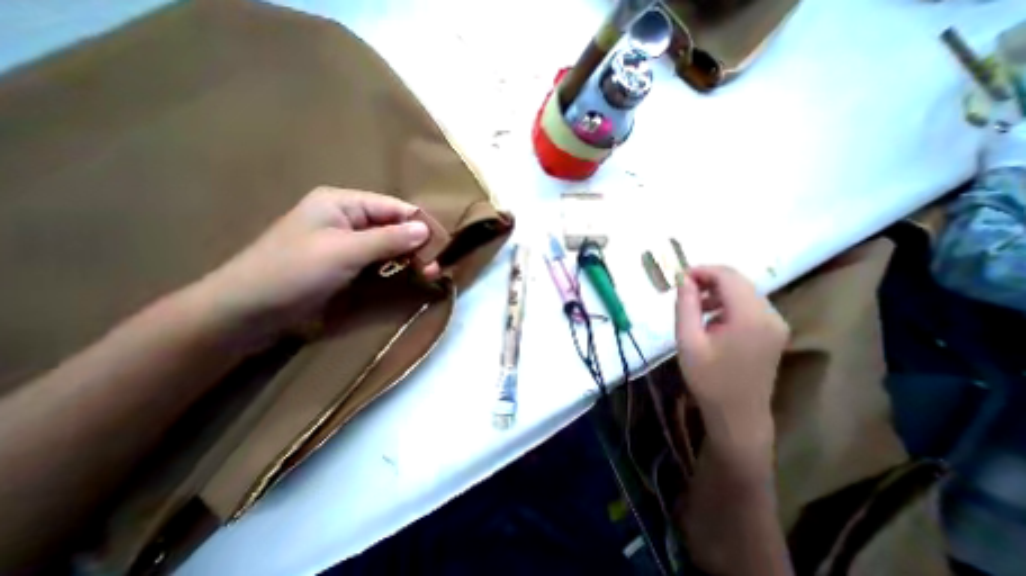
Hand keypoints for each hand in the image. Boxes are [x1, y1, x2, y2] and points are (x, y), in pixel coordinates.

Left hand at [189, 186, 433, 344]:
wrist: (248, 311)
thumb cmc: (294, 272)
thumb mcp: (345, 251)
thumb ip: (388, 239)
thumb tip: (425, 230)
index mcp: (343, 203)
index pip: (394, 208)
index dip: (419, 225)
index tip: (442, 246)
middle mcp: (347, 217)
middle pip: (393, 225)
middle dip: (416, 244)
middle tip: (434, 268)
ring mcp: (346, 242)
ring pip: (388, 244)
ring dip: (408, 257)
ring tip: (427, 274)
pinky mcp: (346, 263)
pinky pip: (378, 259)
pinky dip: (395, 266)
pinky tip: (408, 276)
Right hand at [679, 269, 786, 455]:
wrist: (738, 414)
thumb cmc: (708, 378)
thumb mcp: (688, 340)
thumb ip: (685, 305)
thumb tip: (683, 279)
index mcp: (750, 317)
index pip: (728, 276)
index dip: (702, 271)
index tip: (678, 278)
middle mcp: (770, 315)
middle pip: (738, 281)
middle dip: (708, 280)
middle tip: (683, 291)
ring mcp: (776, 323)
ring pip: (744, 291)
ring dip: (717, 291)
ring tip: (694, 307)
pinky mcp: (774, 332)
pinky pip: (749, 305)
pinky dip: (727, 303)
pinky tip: (712, 319)